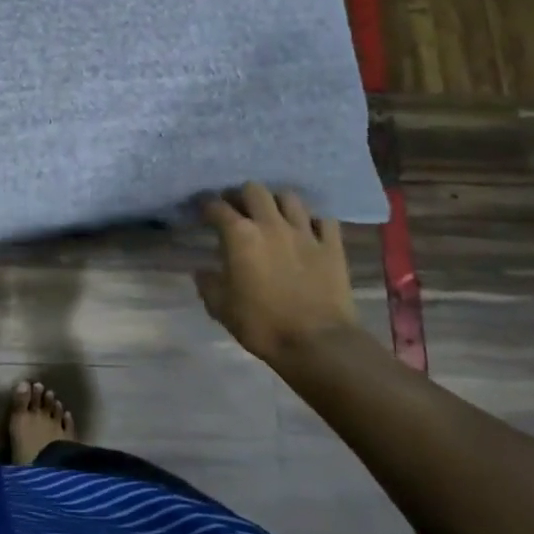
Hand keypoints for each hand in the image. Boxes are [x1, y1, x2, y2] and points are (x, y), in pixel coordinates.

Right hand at [195, 183, 358, 368]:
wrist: (317, 343)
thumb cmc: (262, 325)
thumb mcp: (221, 308)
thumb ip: (208, 284)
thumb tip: (201, 271)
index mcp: (240, 236)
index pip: (216, 207)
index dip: (206, 205)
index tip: (202, 211)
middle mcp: (271, 224)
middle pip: (254, 190)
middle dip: (241, 195)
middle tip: (237, 209)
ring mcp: (304, 232)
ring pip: (289, 197)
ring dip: (276, 203)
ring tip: (272, 215)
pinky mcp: (332, 245)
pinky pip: (323, 220)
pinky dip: (313, 222)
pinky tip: (307, 231)